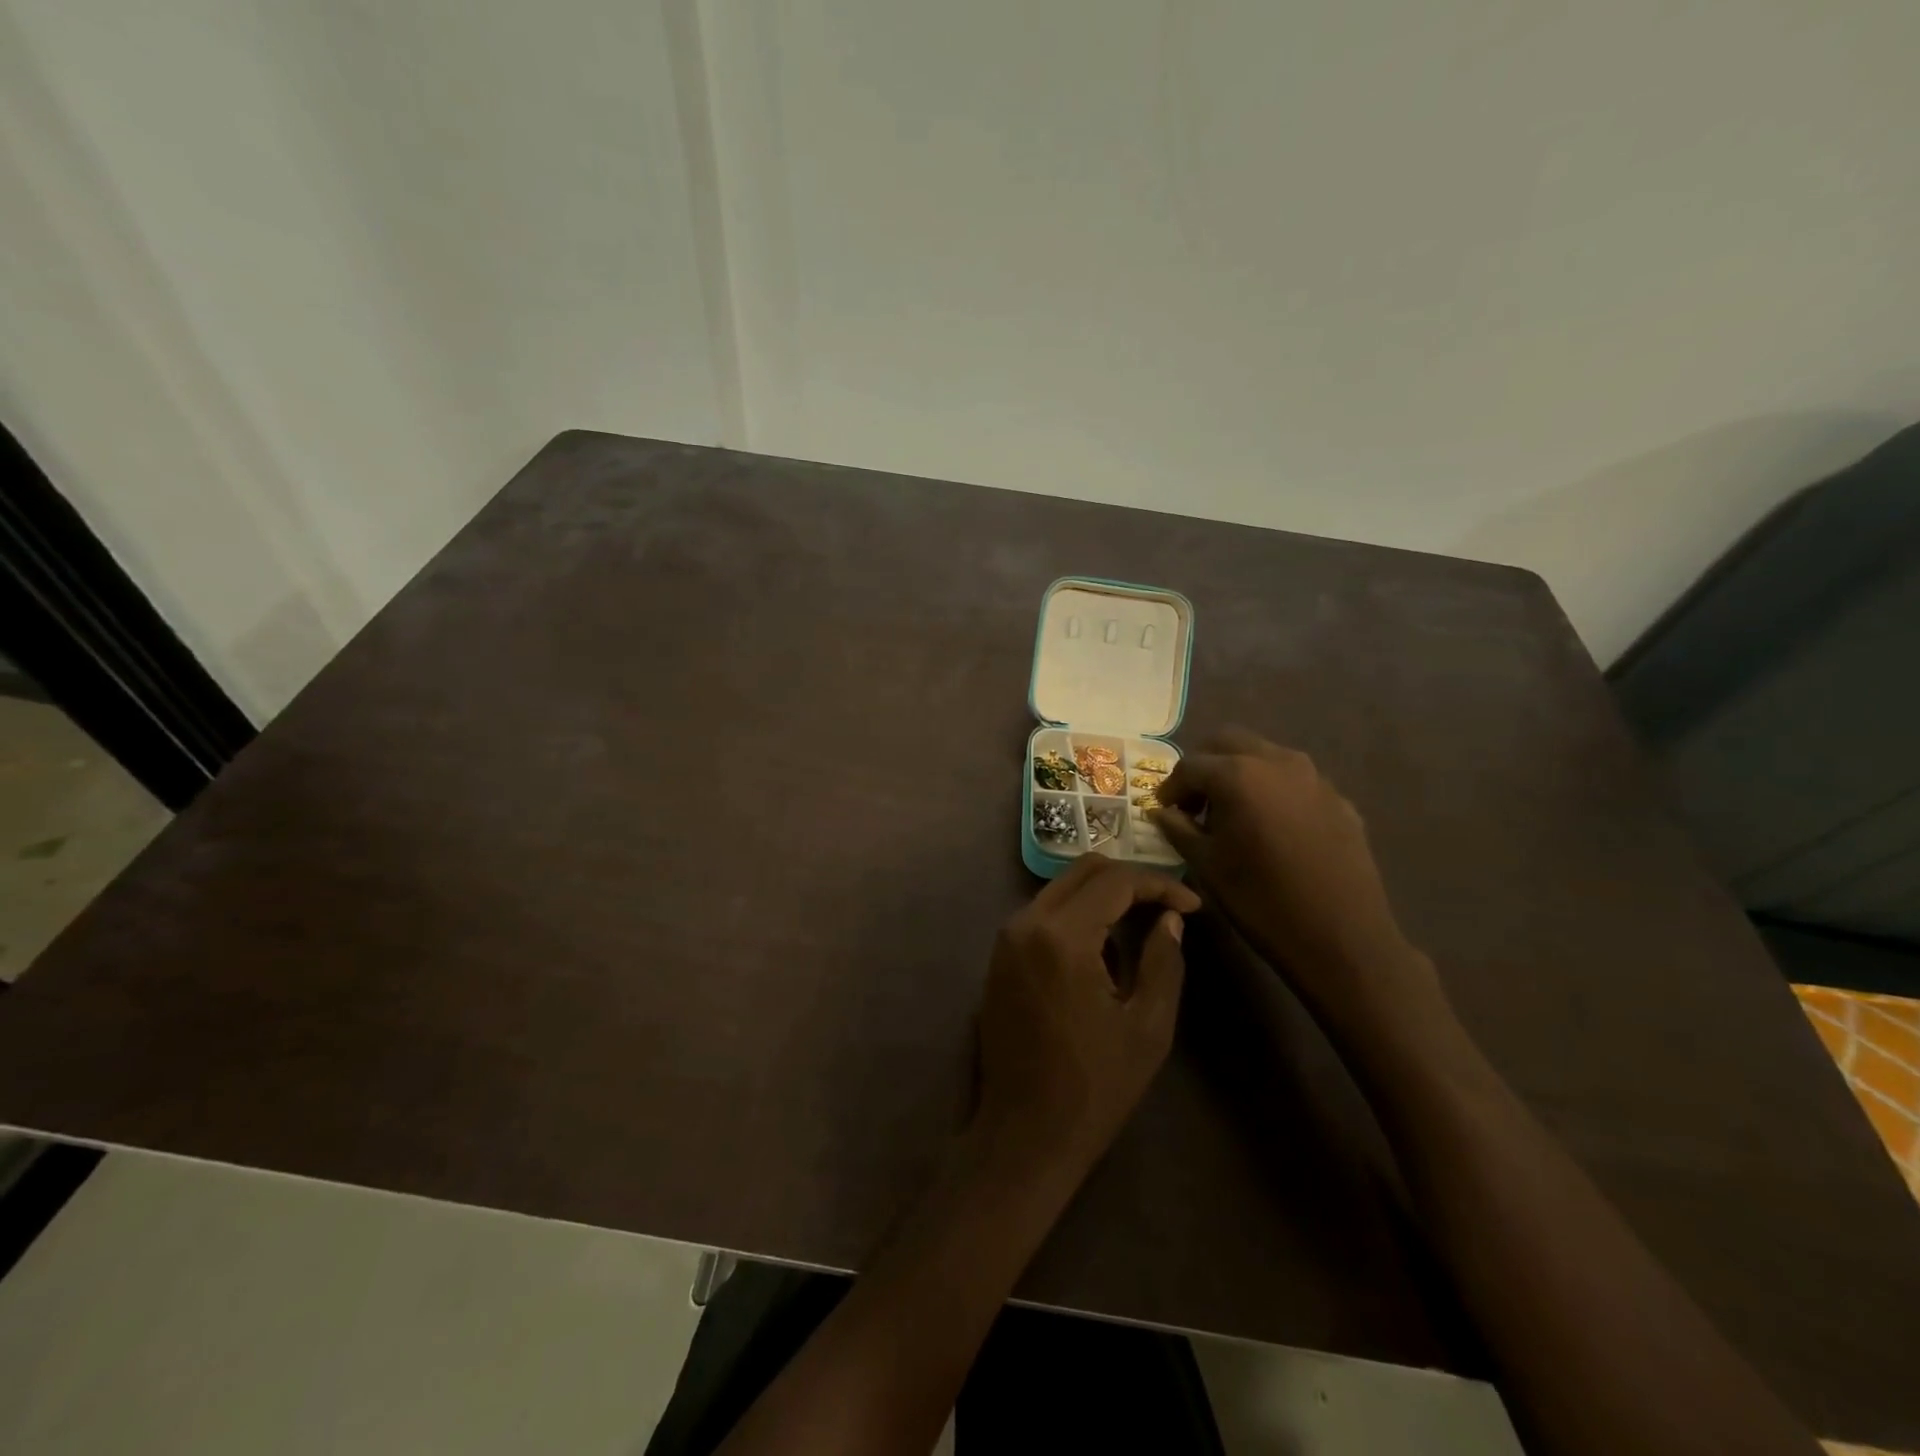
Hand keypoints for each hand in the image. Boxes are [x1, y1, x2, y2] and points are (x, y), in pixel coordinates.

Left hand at [976, 856, 1200, 1178]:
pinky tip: (1105, 946)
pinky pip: (1043, 914)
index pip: (1115, 882)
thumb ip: (1164, 961)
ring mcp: (1006, 938)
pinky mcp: (999, 956)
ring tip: (1143, 924)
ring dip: (1103, 896)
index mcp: (1062, 936)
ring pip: (1061, 889)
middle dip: (1130, 879)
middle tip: (1169, 905)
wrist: (1024, 1134)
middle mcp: (1026, 923)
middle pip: (1083, 871)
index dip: (1159, 884)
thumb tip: (1170, 918)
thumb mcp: (1148, 1027)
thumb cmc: (1095, 1086)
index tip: (1193, 904)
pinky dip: (1077, 914)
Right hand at [1151, 728, 1440, 1031]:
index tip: (1163, 810)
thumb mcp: (1206, 865)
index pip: (1190, 766)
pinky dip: (1273, 790)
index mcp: (1238, 775)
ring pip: (1264, 754)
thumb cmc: (1261, 900)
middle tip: (1194, 801)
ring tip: (1232, 812)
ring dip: (1240, 772)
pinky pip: (1294, 779)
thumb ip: (1178, 828)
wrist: (1342, 937)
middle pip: (1228, 742)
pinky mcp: (1338, 798)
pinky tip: (1271, 827)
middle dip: (1204, 766)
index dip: (1170, 787)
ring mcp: (1314, 777)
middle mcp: (1277, 761)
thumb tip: (1162, 811)